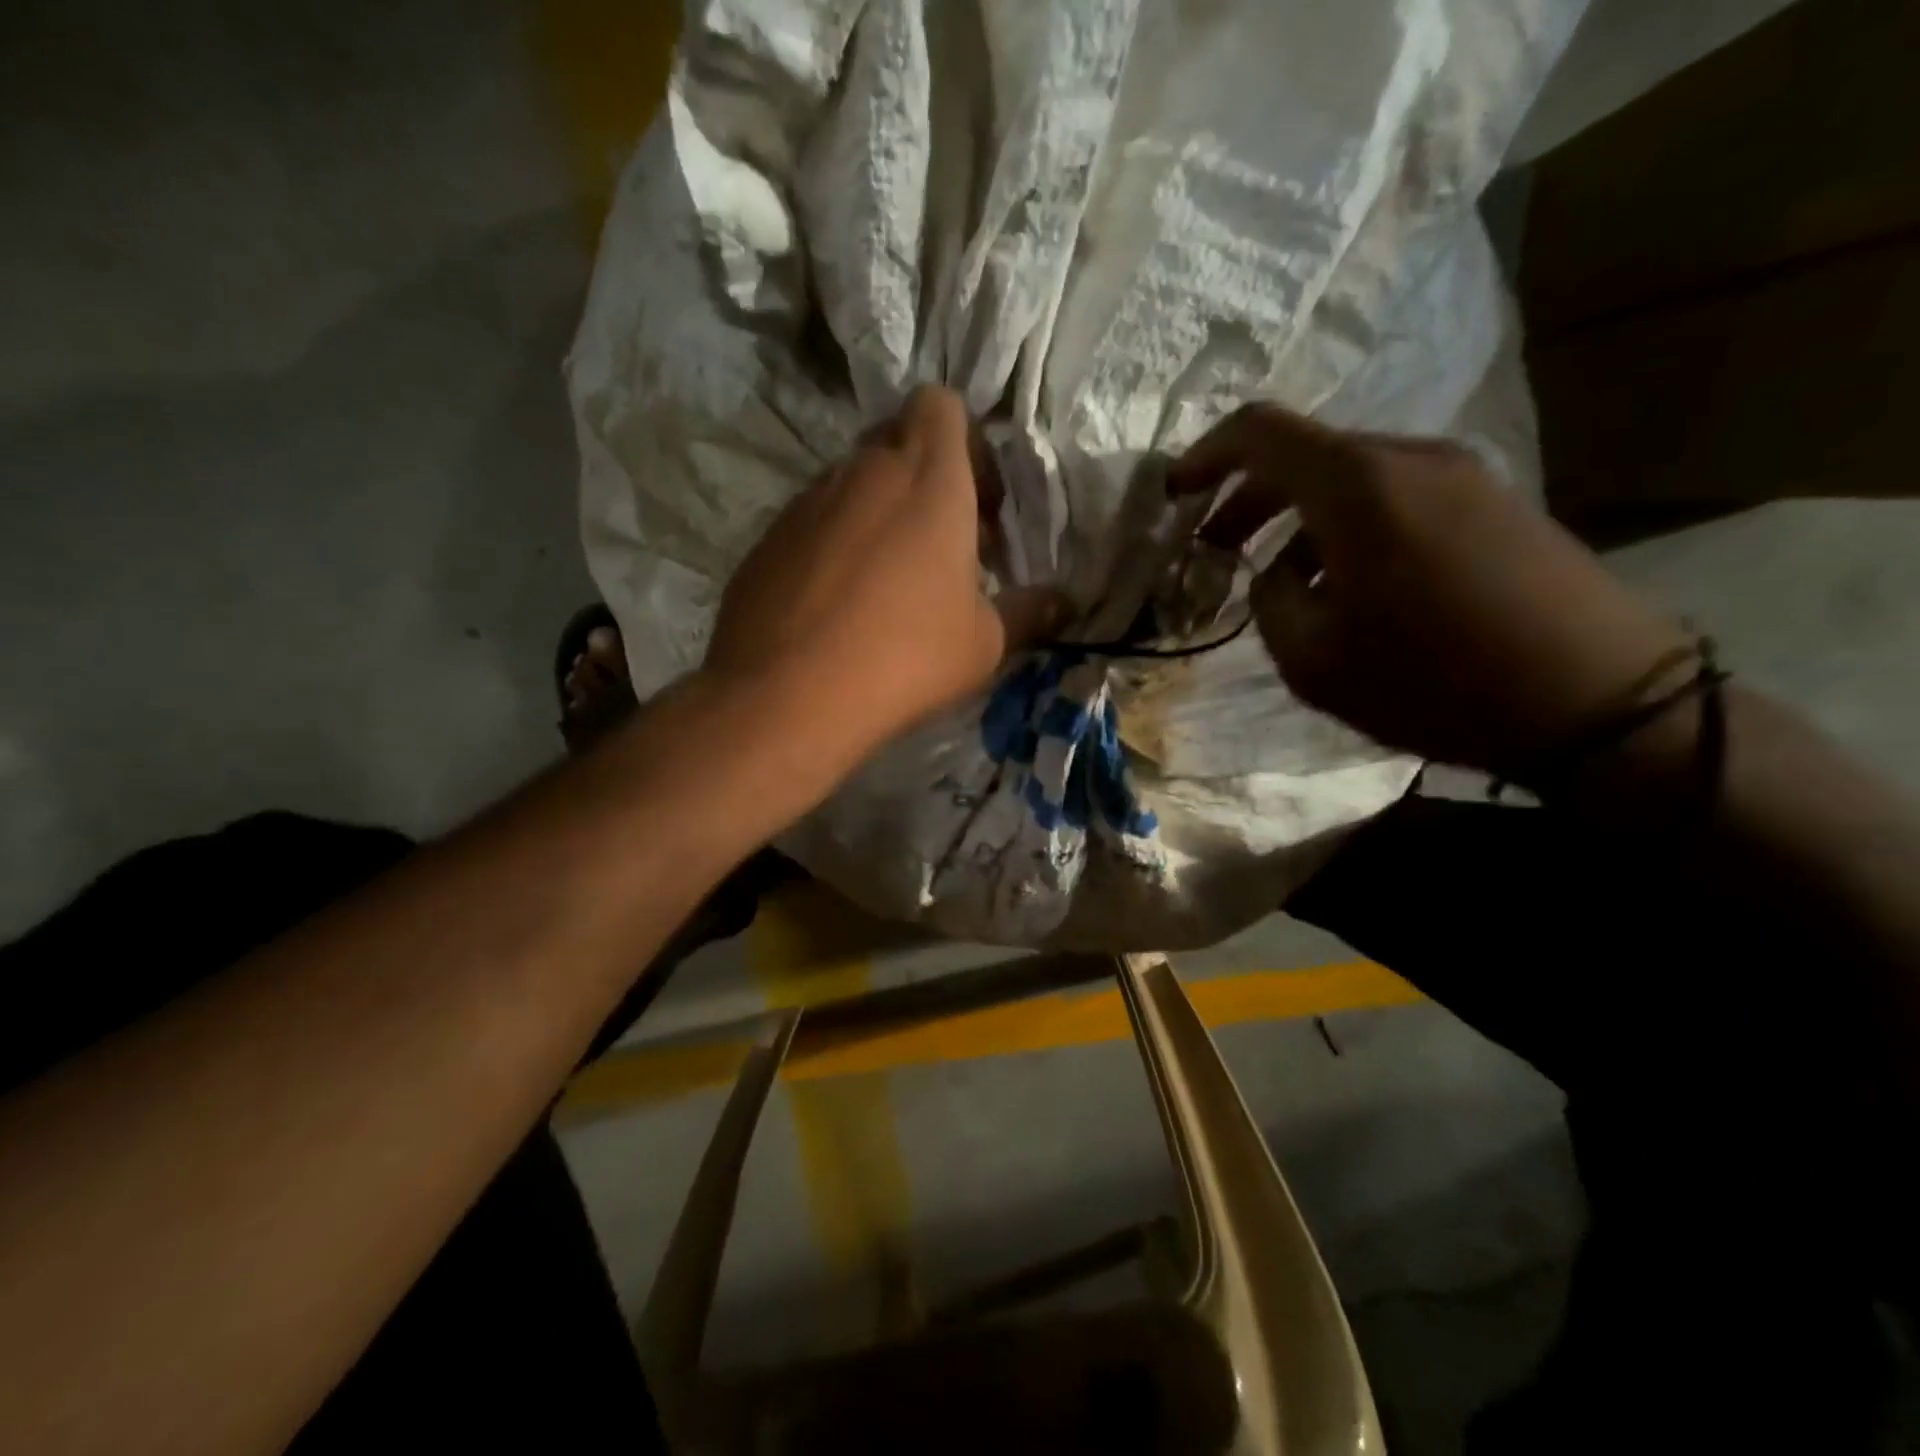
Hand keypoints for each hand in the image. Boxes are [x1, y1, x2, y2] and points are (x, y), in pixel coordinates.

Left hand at [704, 385, 1066, 756]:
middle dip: (925, 478)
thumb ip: (1029, 613)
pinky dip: (835, 545)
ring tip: (888, 582)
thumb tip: (1066, 603)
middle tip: (942, 544)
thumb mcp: (984, 644)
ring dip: (878, 513)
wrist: (786, 697)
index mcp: (927, 479)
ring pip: (852, 483)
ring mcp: (805, 502)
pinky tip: (838, 605)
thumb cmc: (905, 657)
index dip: (966, 442)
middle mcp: (862, 472)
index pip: (942, 405)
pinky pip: (812, 523)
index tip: (979, 504)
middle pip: (896, 440)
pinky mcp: (766, 539)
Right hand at [1168, 403, 1690, 782]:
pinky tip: (1347, 582)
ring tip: (1279, 578)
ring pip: (1349, 475)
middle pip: (1305, 452)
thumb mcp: (1313, 659)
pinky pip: (1394, 494)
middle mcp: (1408, 458)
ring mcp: (1459, 475)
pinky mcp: (1492, 501)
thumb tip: (1275, 574)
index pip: (1259, 432)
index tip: (1175, 494)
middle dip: (1246, 495)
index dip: (1204, 455)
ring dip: (1298, 515)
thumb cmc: (1433, 679)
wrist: (1597, 699)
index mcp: (1355, 486)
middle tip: (1213, 547)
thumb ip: (1269, 601)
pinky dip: (1346, 524)